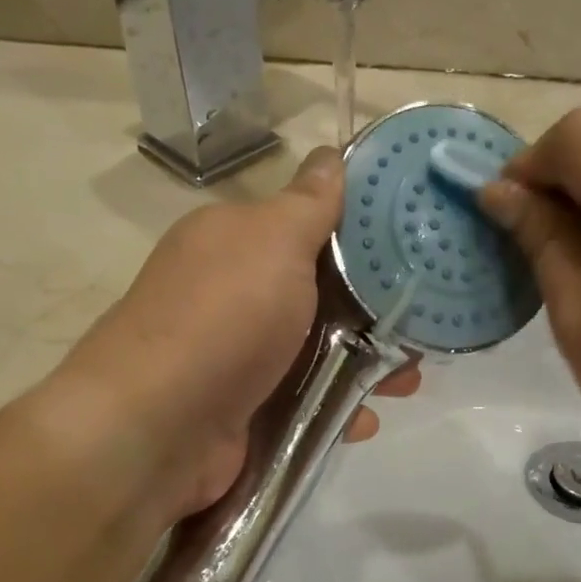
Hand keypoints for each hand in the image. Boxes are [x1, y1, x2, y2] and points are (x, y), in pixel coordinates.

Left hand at [56, 148, 418, 520]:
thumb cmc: (223, 320)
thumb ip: (309, 204)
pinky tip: (363, 419)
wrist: (158, 427)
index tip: (416, 255)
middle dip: (375, 314)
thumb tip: (329, 154)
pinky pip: (306, 403)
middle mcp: (235, 295)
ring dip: (367, 366)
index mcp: (236, 242)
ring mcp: (240, 357)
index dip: (365, 240)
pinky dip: (337, 410)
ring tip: (407, 384)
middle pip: (322, 296)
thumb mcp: (272, 242)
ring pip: (319, 353)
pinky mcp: (247, 411)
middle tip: (422, 330)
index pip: (310, 228)